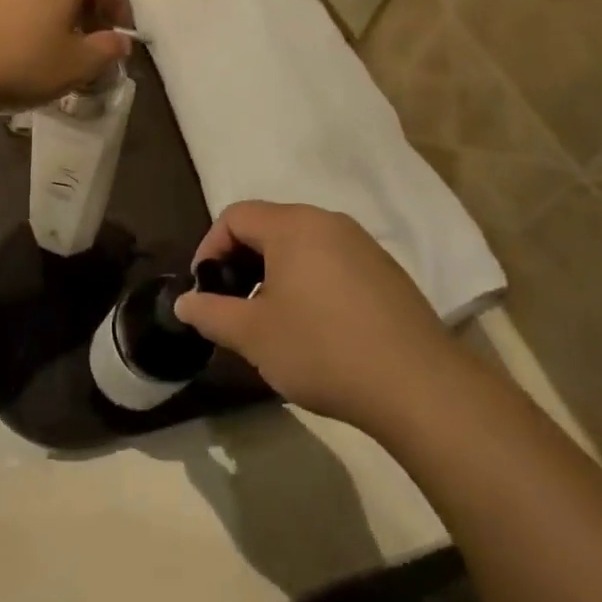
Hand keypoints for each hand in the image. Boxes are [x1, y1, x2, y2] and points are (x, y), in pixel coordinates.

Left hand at [0, 0, 131, 110]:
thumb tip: (119, 42)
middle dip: (83, 0)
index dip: (119, 6)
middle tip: (81, 35)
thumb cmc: (16, 61)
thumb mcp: (73, 67)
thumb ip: (105, 51)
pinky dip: (12, 2)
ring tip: (40, 36)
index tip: (115, 35)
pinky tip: (1, 34)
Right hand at [175, 202, 454, 435]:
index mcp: (293, 226)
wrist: (418, 386)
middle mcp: (329, 222)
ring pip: (302, 245)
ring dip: (275, 273)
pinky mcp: (386, 272)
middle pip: (269, 226)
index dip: (209, 248)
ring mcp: (363, 245)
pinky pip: (332, 262)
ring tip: (272, 319)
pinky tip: (316, 327)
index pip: (235, 216)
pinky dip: (310, 282)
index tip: (204, 289)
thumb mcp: (253, 335)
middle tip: (233, 305)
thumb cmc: (322, 350)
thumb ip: (210, 313)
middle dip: (241, 261)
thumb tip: (184, 303)